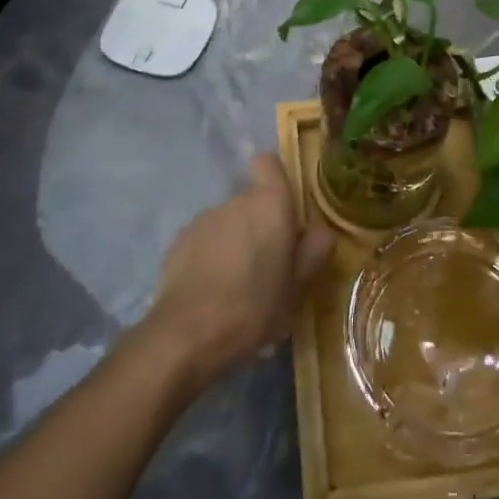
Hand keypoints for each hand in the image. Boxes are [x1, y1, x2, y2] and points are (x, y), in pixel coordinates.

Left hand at [143, 154, 334, 387]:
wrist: (188, 334)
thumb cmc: (255, 307)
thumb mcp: (298, 288)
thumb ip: (313, 252)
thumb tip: (320, 231)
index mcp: (270, 205)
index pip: (269, 163)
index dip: (275, 178)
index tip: (284, 208)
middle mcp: (235, 201)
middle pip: (252, 200)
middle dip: (261, 224)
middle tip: (269, 264)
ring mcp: (203, 219)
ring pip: (228, 221)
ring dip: (236, 241)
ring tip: (238, 283)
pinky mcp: (178, 241)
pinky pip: (205, 240)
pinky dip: (211, 255)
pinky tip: (212, 290)